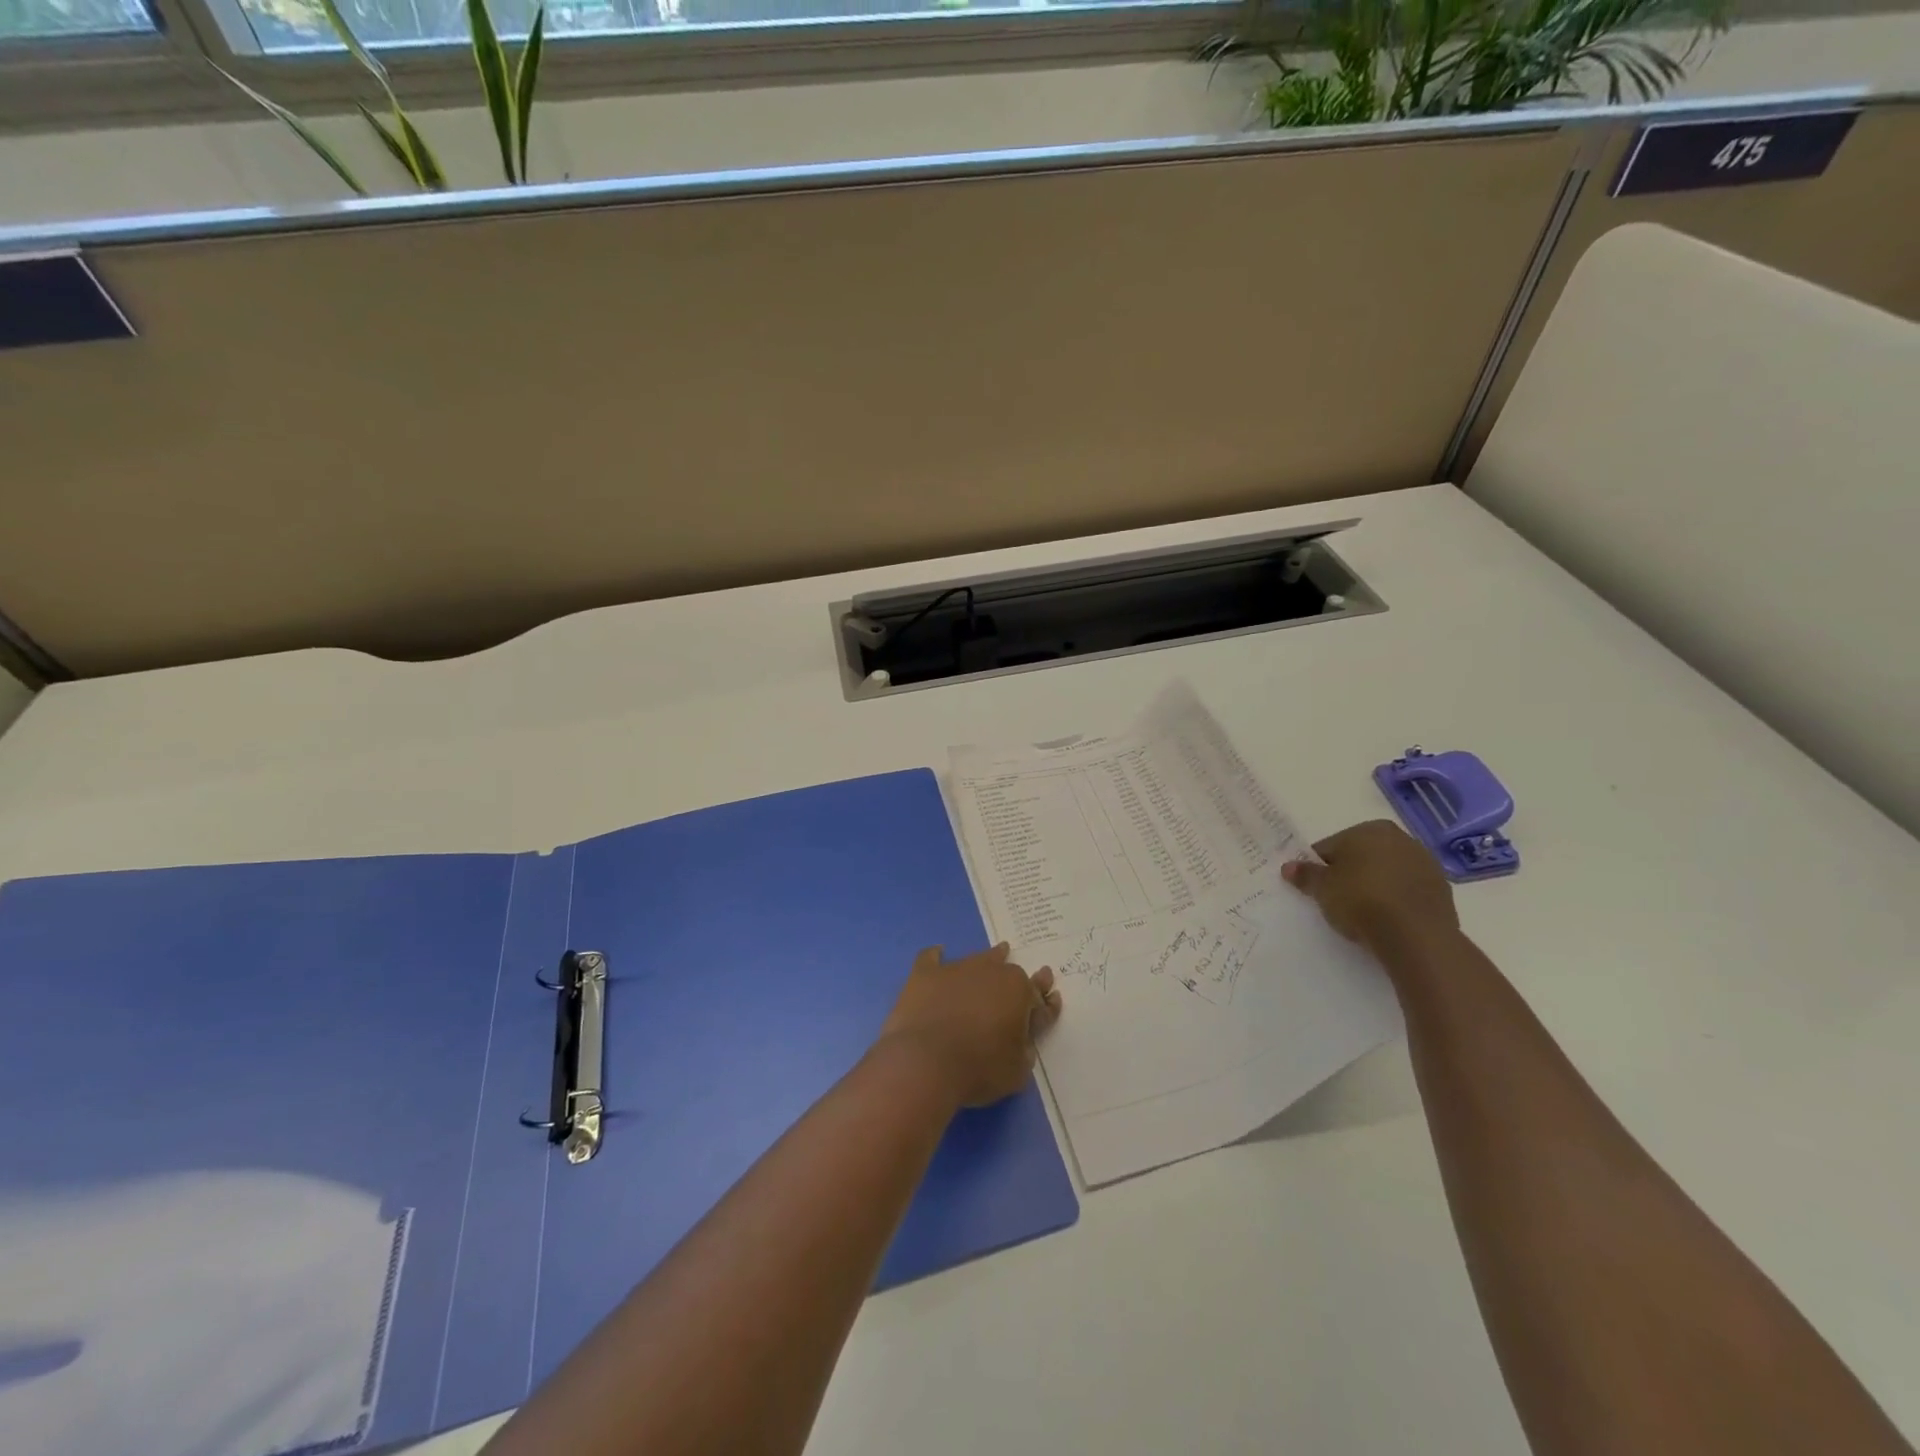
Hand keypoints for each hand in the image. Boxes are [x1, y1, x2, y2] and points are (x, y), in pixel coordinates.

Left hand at [877, 944, 1061, 1107]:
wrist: (925, 1062)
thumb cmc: (978, 1068)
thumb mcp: (1017, 1071)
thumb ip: (1024, 1051)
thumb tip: (1021, 1043)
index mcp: (1019, 991)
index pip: (1039, 996)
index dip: (1046, 1002)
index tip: (1052, 999)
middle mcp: (990, 972)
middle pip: (1009, 971)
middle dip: (1018, 979)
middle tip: (1021, 982)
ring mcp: (956, 969)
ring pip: (978, 958)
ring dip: (989, 959)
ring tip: (996, 954)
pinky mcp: (925, 974)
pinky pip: (931, 958)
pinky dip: (936, 956)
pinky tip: (938, 953)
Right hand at [1282, 820, 1458, 949]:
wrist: (1416, 935)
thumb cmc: (1361, 901)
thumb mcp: (1322, 888)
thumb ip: (1305, 875)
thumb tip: (1288, 867)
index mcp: (1369, 829)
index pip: (1332, 846)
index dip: (1319, 867)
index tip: (1315, 887)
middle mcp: (1400, 838)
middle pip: (1362, 855)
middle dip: (1349, 873)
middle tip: (1336, 900)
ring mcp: (1425, 863)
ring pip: (1387, 871)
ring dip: (1374, 885)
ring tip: (1362, 912)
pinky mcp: (1442, 889)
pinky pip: (1407, 890)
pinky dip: (1395, 899)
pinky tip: (1386, 918)